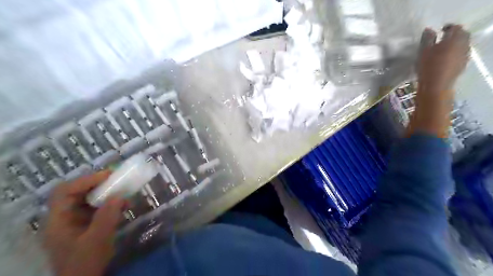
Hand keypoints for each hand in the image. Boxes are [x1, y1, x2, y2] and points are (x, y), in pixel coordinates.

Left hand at [43, 171, 125, 275]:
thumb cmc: (85, 263)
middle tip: (118, 181)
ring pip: (88, 200)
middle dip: (98, 185)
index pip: (65, 191)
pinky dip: (109, 204)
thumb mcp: (97, 240)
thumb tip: (119, 196)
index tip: (109, 176)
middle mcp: (62, 218)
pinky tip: (123, 207)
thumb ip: (107, 216)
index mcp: (57, 221)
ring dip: (107, 194)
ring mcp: (73, 222)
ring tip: (125, 194)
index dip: (85, 180)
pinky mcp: (85, 225)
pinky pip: (96, 208)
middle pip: (76, 193)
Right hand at [417, 26, 471, 94]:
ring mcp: (465, 55)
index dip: (448, 27)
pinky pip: (461, 53)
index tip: (439, 31)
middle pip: (462, 35)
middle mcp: (464, 44)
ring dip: (455, 44)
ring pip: (463, 44)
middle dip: (454, 35)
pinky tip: (445, 59)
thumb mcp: (423, 51)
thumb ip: (427, 38)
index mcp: (454, 39)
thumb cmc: (428, 66)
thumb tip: (429, 29)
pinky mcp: (463, 64)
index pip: (455, 28)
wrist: (436, 85)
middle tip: (442, 40)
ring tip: (443, 50)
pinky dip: (455, 53)